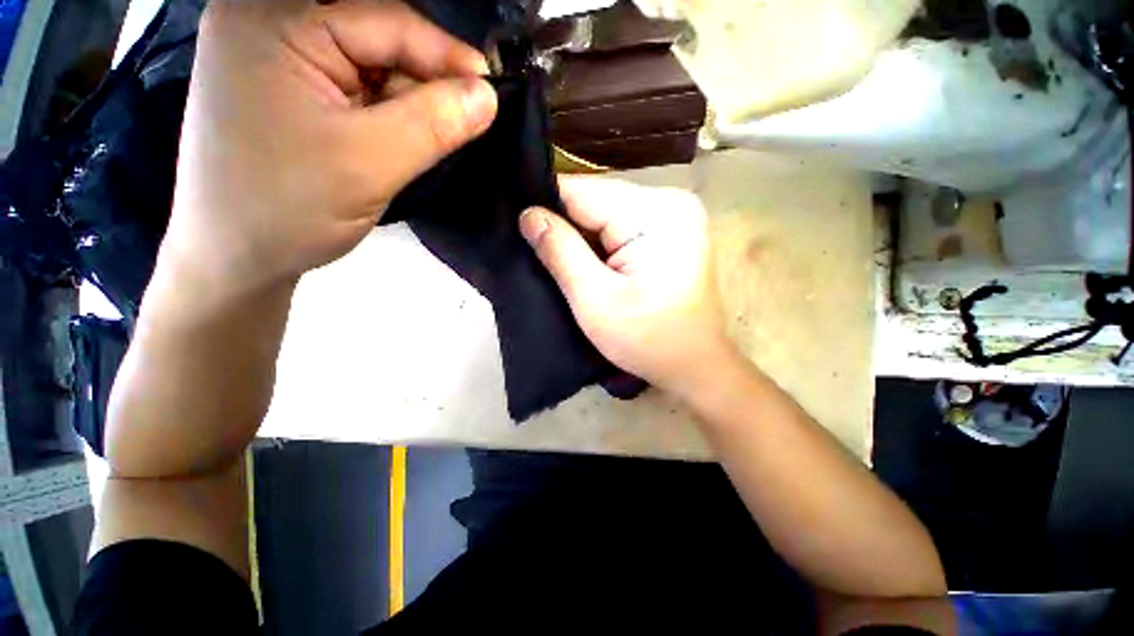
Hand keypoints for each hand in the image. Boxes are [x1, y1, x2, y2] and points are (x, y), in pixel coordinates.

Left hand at [163, 0, 496, 300]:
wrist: (236, 258)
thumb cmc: (288, 209)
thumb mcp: (370, 163)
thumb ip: (433, 124)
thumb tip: (487, 95)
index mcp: (275, 22)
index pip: (385, 19)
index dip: (445, 54)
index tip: (491, 91)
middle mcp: (269, 24)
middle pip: (375, 39)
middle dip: (421, 84)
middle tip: (455, 128)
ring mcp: (275, 58)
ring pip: (369, 67)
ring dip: (404, 105)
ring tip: (412, 146)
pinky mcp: (285, 89)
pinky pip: (353, 89)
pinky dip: (384, 115)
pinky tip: (390, 144)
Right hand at [520, 177, 731, 396]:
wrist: (693, 366)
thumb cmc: (647, 340)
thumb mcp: (595, 300)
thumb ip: (560, 252)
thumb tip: (527, 214)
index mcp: (657, 213)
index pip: (583, 192)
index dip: (547, 207)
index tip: (518, 227)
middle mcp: (670, 202)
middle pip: (596, 200)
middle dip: (565, 225)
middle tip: (535, 251)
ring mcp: (672, 216)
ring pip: (605, 214)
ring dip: (581, 237)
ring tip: (557, 259)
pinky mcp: (669, 233)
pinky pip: (620, 227)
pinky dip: (599, 244)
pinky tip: (585, 261)